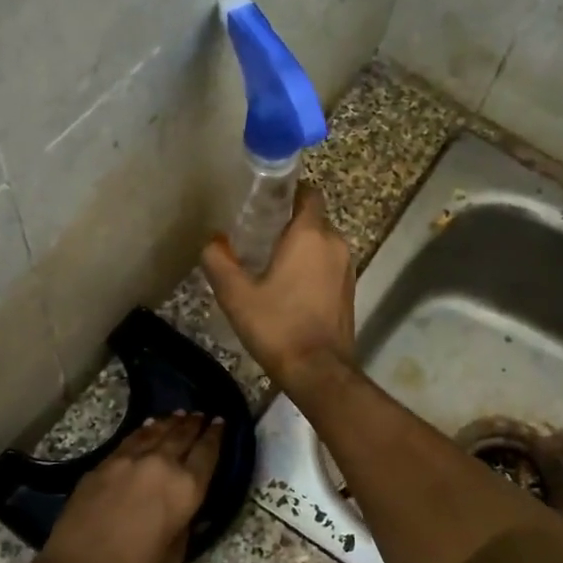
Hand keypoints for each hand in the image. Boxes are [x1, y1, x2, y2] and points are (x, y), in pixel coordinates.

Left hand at [31, 412, 224, 562]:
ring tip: (178, 415)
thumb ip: (184, 527)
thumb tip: (186, 512)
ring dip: (169, 423)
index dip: (216, 436)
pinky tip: (146, 428)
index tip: (220, 421)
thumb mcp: (174, 558)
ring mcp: (128, 461)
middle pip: (181, 436)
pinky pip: (129, 440)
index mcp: (186, 489)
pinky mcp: (102, 466)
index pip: (207, 453)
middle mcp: (161, 466)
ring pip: (155, 433)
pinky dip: (143, 432)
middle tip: (201, 415)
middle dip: (194, 424)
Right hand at [201, 184, 353, 390]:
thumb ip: (219, 261)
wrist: (319, 370)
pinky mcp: (349, 290)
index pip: (308, 193)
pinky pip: (329, 264)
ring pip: (322, 242)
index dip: (288, 192)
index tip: (265, 203)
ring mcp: (346, 267)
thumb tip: (213, 241)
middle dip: (290, 222)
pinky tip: (290, 286)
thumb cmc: (277, 326)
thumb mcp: (236, 295)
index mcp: (310, 234)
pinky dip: (312, 266)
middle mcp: (334, 243)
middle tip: (259, 236)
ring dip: (301, 246)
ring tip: (271, 262)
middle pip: (314, 218)